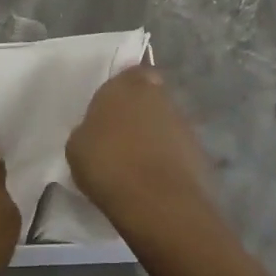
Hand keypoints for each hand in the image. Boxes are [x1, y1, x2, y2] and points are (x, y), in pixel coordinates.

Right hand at [66, 65, 213, 240]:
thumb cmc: (107, 163)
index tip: (111, 110)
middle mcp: (158, 94)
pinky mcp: (198, 150)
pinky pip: (176, 149)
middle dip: (139, 112)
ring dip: (154, 137)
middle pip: (149, 97)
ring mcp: (182, 122)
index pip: (129, 73)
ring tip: (136, 164)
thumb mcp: (77, 145)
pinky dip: (167, 159)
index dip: (122, 90)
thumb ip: (89, 129)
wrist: (156, 201)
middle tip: (121, 137)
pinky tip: (152, 180)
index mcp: (126, 84)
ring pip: (164, 122)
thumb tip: (97, 133)